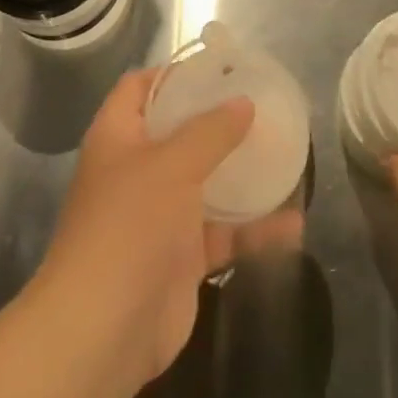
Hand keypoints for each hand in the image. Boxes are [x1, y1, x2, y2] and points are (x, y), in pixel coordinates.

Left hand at [36, 71, 299, 388]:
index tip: (217, 66)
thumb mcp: (172, 165)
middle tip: (262, 104)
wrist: (103, 331)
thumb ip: (211, 131)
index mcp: (118, 137)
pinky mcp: (181, 258)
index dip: (173, 73)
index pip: (139, 88)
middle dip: (217, 121)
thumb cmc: (129, 226)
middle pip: (178, 133)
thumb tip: (243, 102)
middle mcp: (136, 171)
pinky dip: (254, 229)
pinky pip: (223, 233)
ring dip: (241, 174)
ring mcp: (159, 216)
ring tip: (286, 155)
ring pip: (206, 183)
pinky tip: (294, 225)